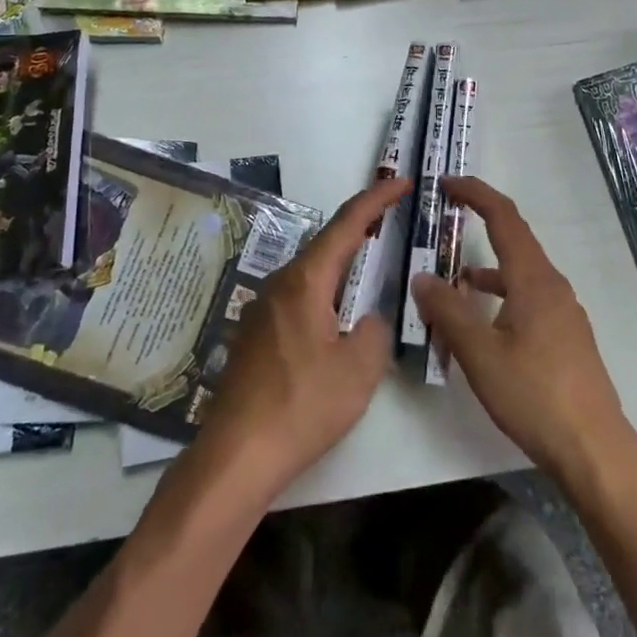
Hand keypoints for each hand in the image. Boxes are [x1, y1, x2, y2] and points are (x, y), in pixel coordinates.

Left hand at [195, 177, 404, 491]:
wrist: (236, 455)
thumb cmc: (302, 406)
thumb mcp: (359, 370)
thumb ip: (374, 331)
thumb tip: (367, 320)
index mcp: (306, 281)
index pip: (347, 224)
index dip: (376, 199)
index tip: (401, 181)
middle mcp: (280, 283)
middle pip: (326, 244)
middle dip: (361, 229)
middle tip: (392, 222)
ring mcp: (262, 309)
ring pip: (311, 272)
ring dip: (342, 265)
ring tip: (371, 269)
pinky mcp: (256, 335)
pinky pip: (298, 297)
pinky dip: (325, 293)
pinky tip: (337, 319)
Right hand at [410, 177, 636, 490]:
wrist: (594, 448)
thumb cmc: (535, 395)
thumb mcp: (480, 354)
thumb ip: (448, 312)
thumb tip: (422, 277)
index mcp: (533, 279)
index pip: (504, 218)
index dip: (476, 193)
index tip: (447, 183)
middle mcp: (553, 285)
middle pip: (515, 239)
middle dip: (481, 222)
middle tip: (447, 216)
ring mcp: (564, 311)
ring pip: (521, 272)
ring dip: (489, 265)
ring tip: (455, 279)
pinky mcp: (566, 335)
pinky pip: (529, 297)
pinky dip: (502, 294)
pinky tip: (486, 321)